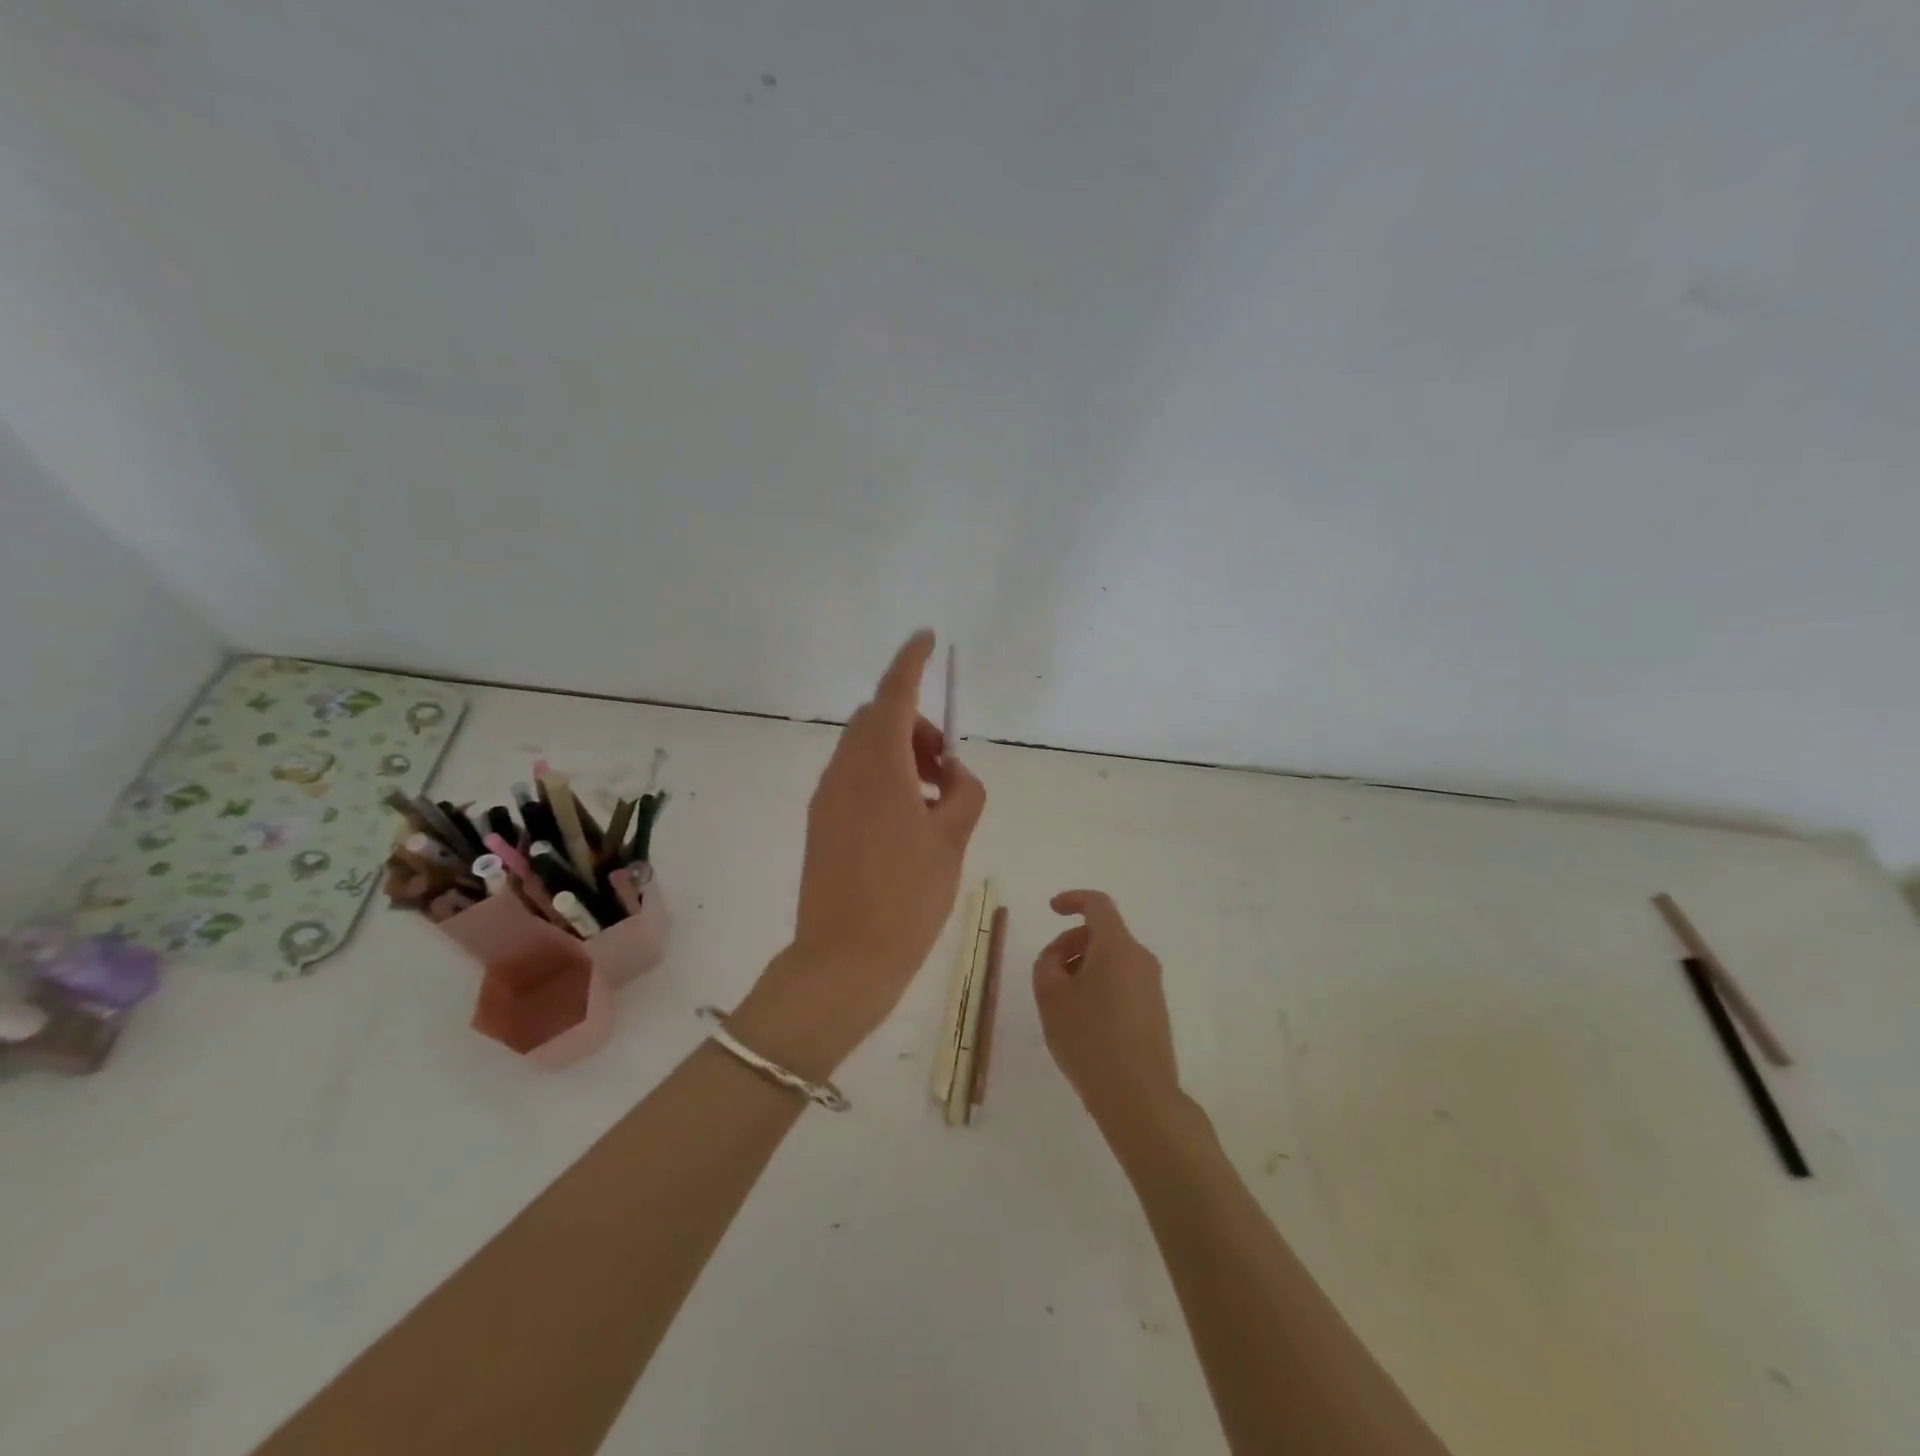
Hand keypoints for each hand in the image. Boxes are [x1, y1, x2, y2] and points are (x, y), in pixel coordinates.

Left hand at [735, 631, 985, 1078]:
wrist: (843, 960)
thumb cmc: (906, 897)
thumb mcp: (952, 841)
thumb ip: (963, 794)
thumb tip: (955, 776)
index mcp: (878, 767)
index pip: (894, 695)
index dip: (911, 662)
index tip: (927, 638)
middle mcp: (845, 772)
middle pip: (878, 721)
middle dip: (915, 725)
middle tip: (948, 766)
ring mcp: (828, 798)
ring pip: (866, 751)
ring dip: (902, 756)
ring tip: (937, 802)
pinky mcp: (821, 824)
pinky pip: (855, 780)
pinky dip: (885, 780)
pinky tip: (909, 822)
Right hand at [1033, 890, 1181, 1134]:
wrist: (1139, 1097)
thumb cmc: (1089, 1039)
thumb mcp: (1051, 997)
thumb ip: (1048, 963)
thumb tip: (1061, 956)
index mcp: (1117, 946)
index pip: (1097, 905)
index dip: (1073, 900)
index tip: (1052, 909)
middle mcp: (1141, 959)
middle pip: (1103, 934)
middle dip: (1072, 944)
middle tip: (1048, 975)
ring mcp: (1152, 986)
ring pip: (1112, 960)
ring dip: (1084, 968)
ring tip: (1063, 1006)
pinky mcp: (1155, 1011)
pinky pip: (1123, 982)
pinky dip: (1099, 987)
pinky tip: (1084, 1023)